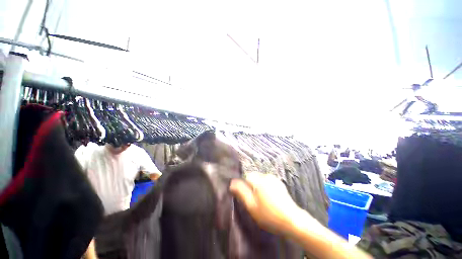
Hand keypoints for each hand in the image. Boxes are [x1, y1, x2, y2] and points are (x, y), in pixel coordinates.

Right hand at [230, 173, 307, 233]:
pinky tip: (269, 198)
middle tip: (253, 200)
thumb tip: (232, 183)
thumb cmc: (269, 215)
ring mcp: (274, 179)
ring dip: (258, 186)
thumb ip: (241, 192)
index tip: (246, 196)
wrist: (292, 220)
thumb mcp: (251, 206)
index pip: (246, 176)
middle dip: (251, 185)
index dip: (244, 186)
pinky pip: (268, 182)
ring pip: (260, 179)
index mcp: (259, 180)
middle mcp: (266, 176)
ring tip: (262, 200)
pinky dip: (265, 187)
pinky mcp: (279, 184)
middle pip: (253, 177)